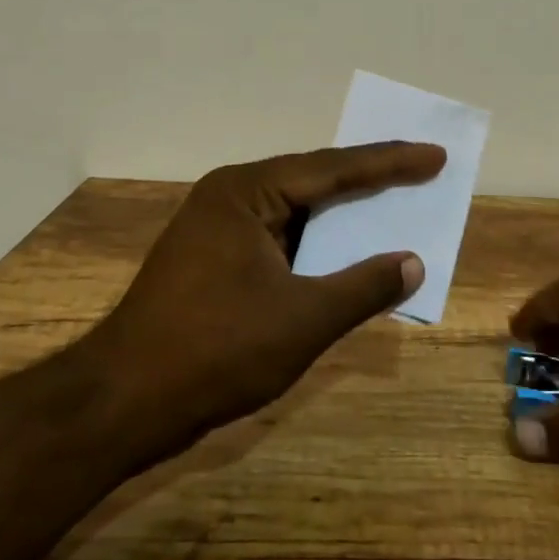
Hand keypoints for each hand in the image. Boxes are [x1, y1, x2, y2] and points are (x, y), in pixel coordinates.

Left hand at [89, 142, 445, 442]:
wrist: (123, 403)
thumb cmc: (216, 351)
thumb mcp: (303, 319)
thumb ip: (364, 286)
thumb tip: (414, 262)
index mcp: (247, 192)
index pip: (333, 168)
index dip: (390, 162)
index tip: (435, 155)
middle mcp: (230, 197)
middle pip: (313, 182)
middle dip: (369, 181)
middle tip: (421, 171)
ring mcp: (217, 230)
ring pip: (296, 213)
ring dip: (342, 217)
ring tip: (393, 206)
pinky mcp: (213, 261)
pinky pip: (280, 240)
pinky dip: (316, 247)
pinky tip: (344, 255)